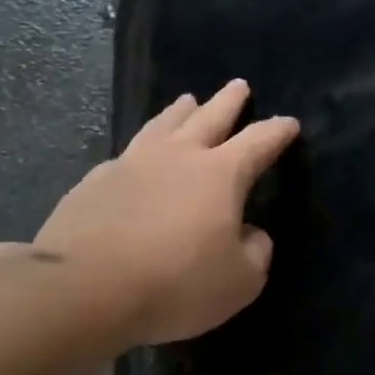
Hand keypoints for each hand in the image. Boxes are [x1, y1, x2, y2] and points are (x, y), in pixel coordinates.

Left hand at [0, 80, 299, 345]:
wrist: (84, 289)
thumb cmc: (176, 284)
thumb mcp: (239, 282)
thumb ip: (256, 253)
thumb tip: (251, 234)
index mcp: (221, 174)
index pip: (259, 141)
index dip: (277, 131)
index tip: (289, 123)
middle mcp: (178, 156)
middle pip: (209, 116)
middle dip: (229, 101)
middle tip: (239, 86)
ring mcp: (132, 163)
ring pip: (164, 123)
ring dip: (181, 110)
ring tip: (188, 100)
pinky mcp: (95, 181)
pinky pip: (128, 153)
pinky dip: (143, 147)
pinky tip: (138, 155)